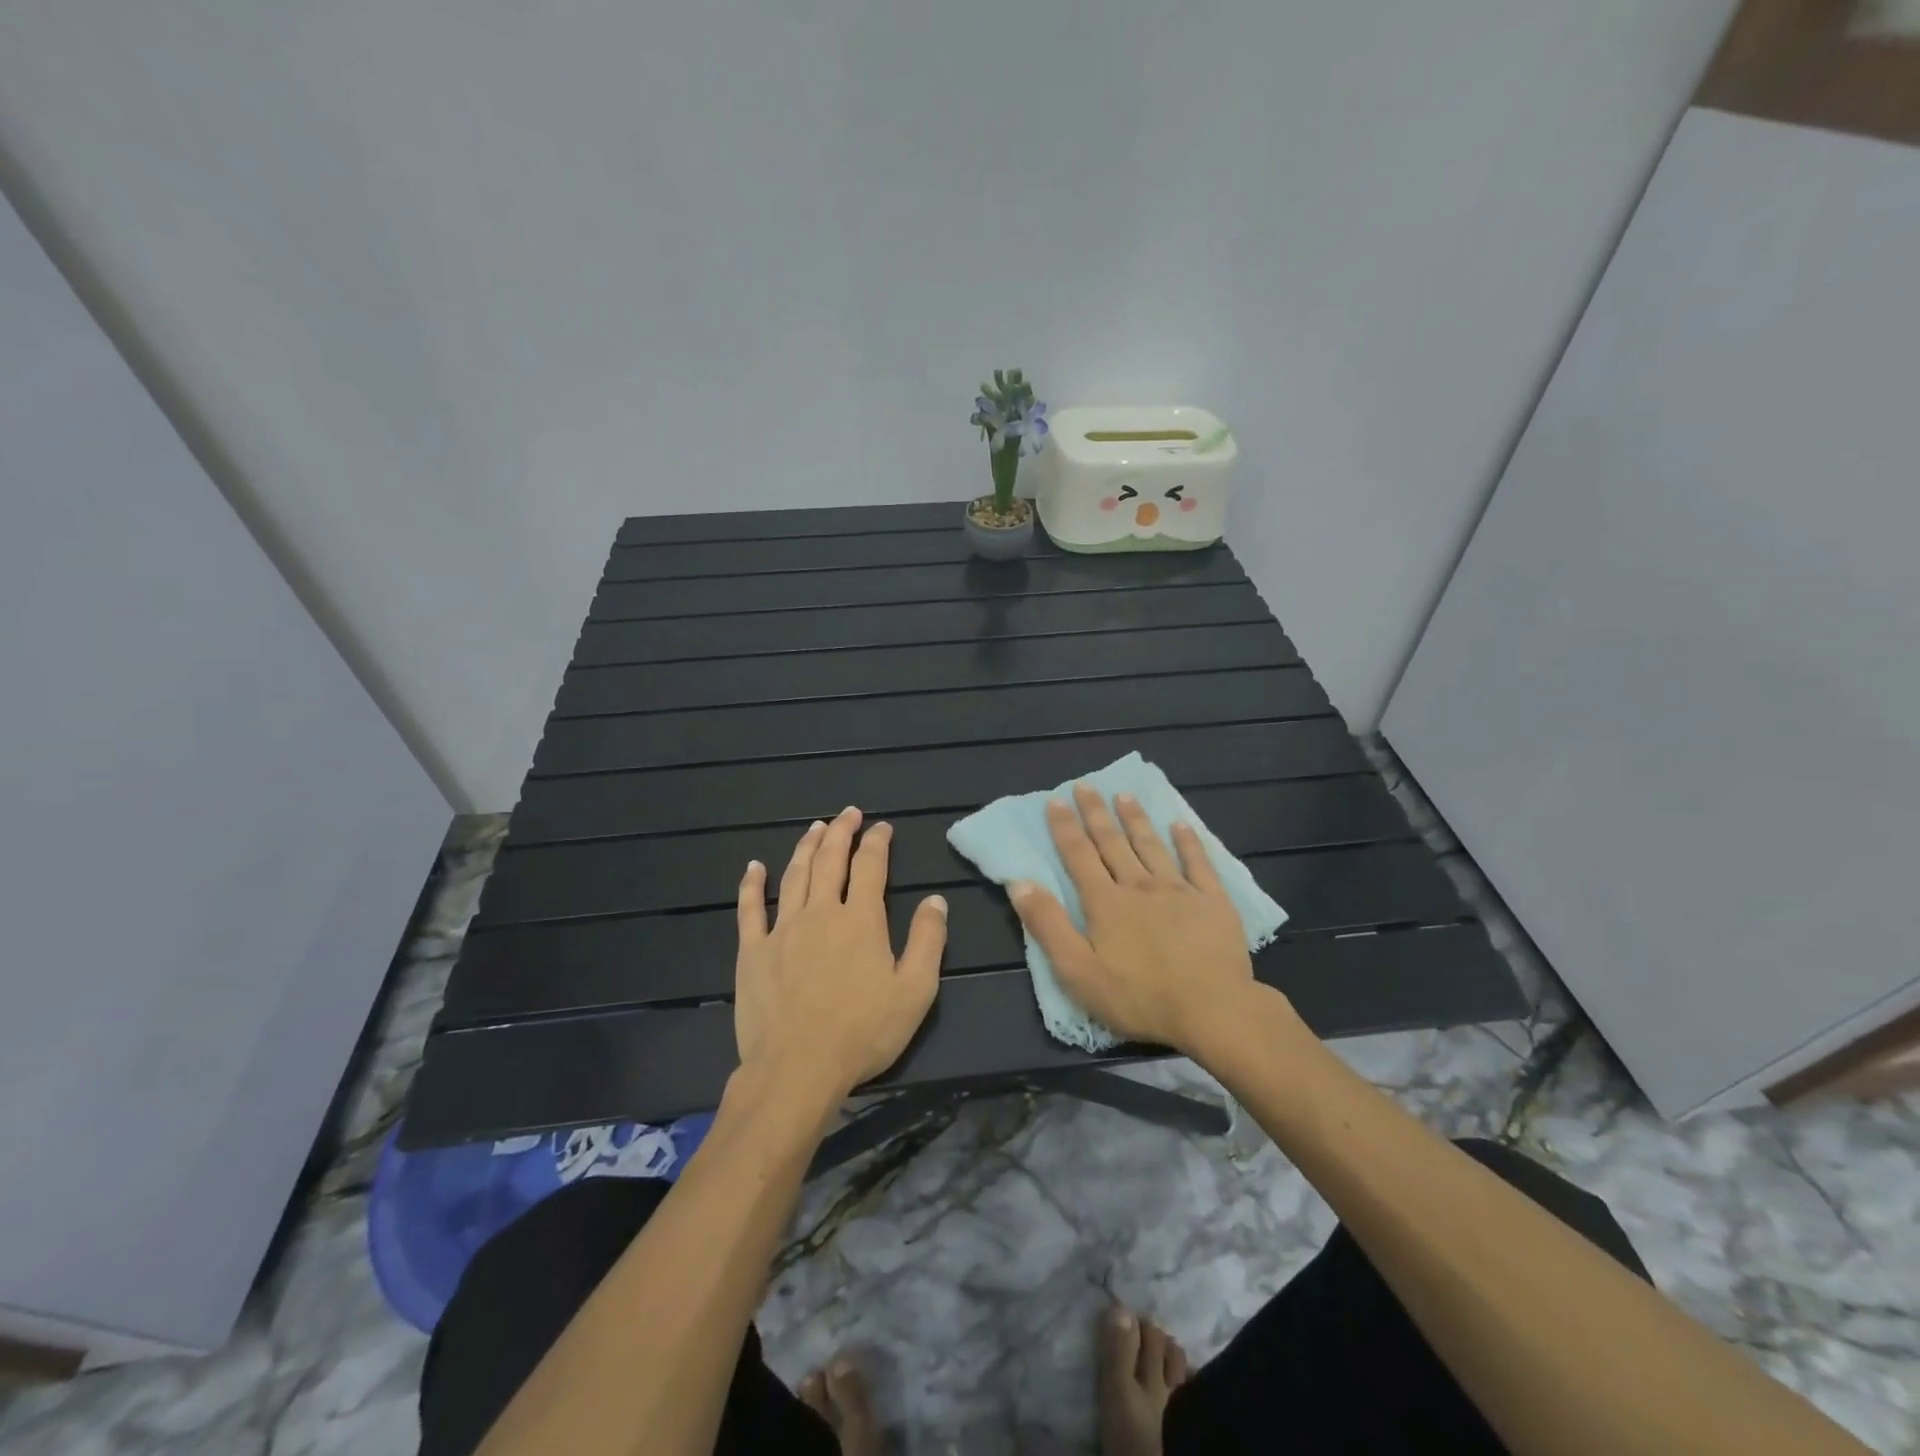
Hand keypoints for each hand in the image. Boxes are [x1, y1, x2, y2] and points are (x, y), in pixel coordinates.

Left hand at [734, 806, 946, 1105]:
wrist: (797, 1069)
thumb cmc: (863, 1033)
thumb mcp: (915, 991)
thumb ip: (928, 940)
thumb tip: (935, 900)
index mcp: (860, 920)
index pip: (870, 867)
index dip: (877, 842)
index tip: (882, 827)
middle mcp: (820, 913)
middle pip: (830, 860)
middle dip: (841, 832)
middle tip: (849, 813)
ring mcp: (782, 930)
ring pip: (794, 876)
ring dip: (806, 847)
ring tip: (815, 828)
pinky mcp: (753, 952)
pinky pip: (750, 909)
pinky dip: (752, 884)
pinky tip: (753, 866)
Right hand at [1009, 784, 1264, 1055]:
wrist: (1212, 1010)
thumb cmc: (1139, 997)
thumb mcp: (1078, 971)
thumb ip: (1048, 925)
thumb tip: (1020, 883)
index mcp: (1105, 903)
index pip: (1078, 856)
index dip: (1065, 828)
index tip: (1055, 800)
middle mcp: (1139, 886)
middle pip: (1112, 843)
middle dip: (1096, 813)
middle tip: (1086, 785)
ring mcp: (1179, 890)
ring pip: (1151, 846)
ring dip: (1135, 819)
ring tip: (1124, 795)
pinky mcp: (1213, 902)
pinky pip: (1199, 863)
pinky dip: (1189, 842)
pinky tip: (1181, 825)